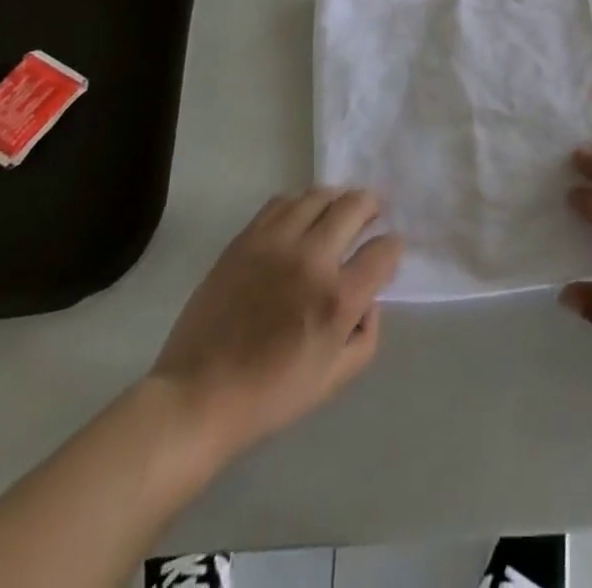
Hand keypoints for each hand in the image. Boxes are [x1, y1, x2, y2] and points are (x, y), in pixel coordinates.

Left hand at [149, 189, 401, 465]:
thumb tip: (369, 298)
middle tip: (372, 214)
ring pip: (319, 195)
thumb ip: (367, 335)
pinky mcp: (246, 239)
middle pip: (355, 205)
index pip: (384, 250)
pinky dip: (300, 203)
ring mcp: (276, 243)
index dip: (393, 248)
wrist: (198, 396)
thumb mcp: (334, 379)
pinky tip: (300, 218)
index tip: (387, 253)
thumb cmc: (270, 396)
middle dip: (372, 206)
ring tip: (337, 211)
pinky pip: (282, 202)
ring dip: (337, 199)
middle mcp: (312, 259)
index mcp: (338, 298)